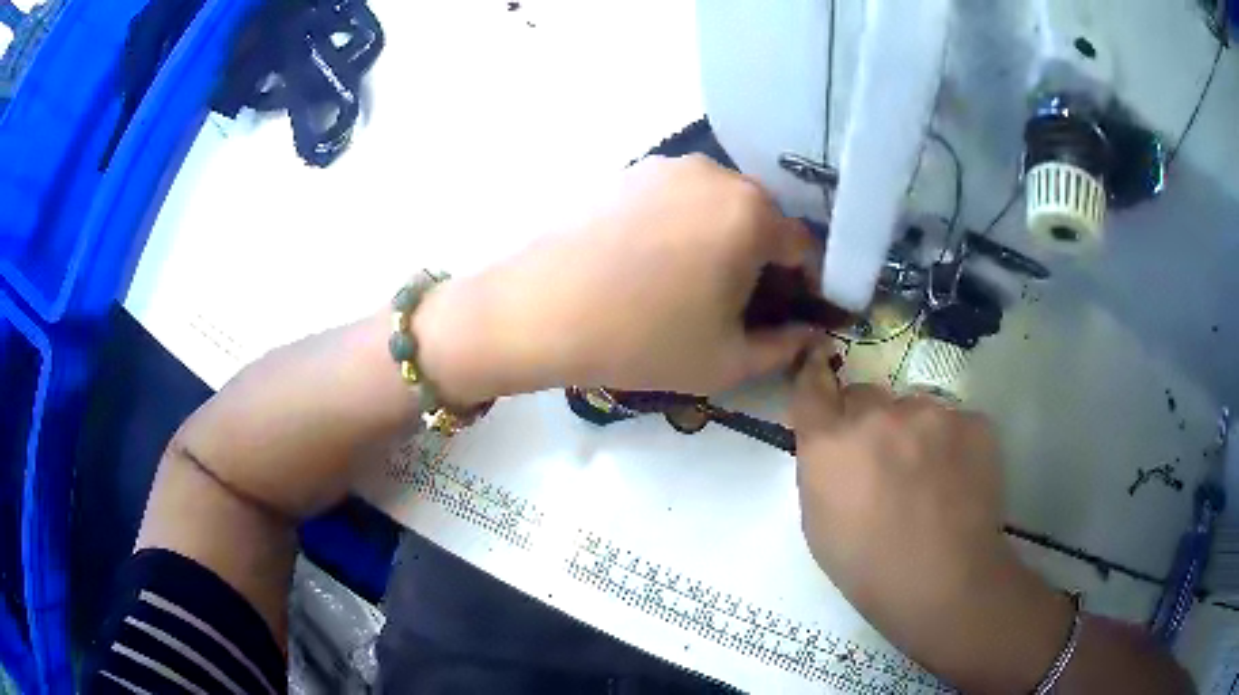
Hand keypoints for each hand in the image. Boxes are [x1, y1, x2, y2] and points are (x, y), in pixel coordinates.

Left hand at [416, 155, 820, 402]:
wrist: (538, 311)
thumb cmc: (641, 339)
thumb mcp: (726, 360)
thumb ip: (785, 347)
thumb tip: (810, 333)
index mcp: (752, 213)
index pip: (805, 248)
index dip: (806, 286)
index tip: (792, 314)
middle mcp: (717, 175)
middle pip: (764, 220)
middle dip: (765, 261)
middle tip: (741, 305)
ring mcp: (669, 167)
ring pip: (721, 206)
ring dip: (725, 240)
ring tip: (694, 285)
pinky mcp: (630, 172)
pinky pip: (680, 199)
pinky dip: (686, 226)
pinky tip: (656, 263)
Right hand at [791, 345, 1072, 691]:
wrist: (943, 583)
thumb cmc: (867, 568)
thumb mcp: (818, 524)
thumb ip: (820, 469)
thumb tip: (833, 445)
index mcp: (831, 443)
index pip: (812, 386)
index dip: (815, 376)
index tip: (819, 367)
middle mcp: (879, 415)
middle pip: (867, 395)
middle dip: (868, 420)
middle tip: (884, 461)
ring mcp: (932, 413)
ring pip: (915, 408)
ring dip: (915, 432)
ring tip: (929, 480)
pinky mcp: (973, 421)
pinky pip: (954, 422)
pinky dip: (952, 444)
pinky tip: (957, 481)